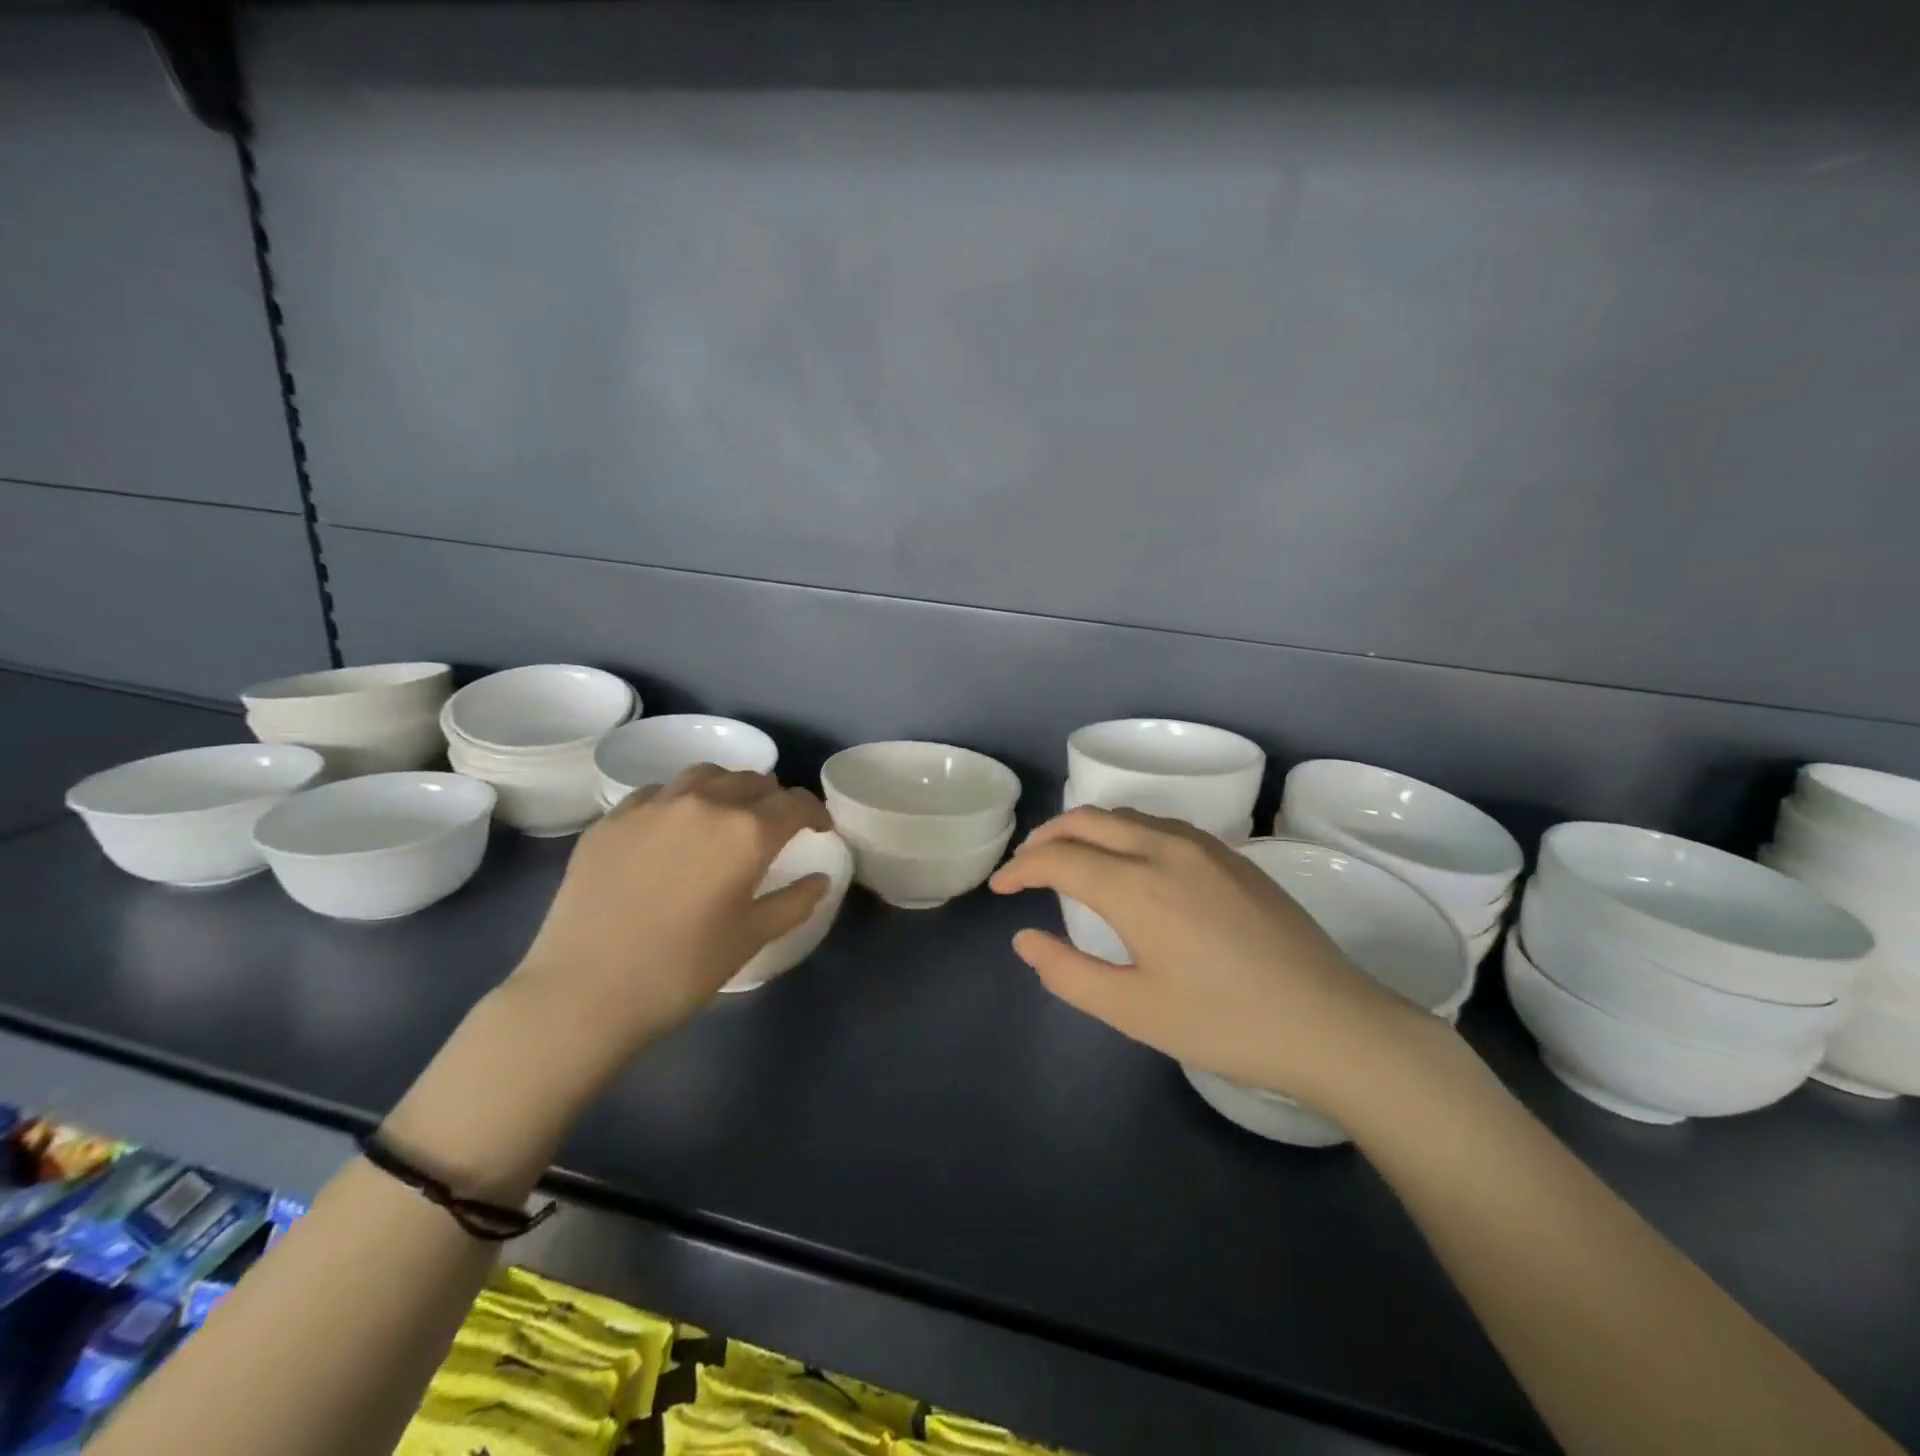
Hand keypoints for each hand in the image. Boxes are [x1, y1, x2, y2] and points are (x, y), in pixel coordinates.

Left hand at [509, 765, 832, 1064]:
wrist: (583, 993)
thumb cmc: (681, 970)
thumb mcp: (751, 938)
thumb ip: (794, 902)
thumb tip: (820, 879)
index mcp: (747, 832)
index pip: (795, 803)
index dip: (815, 813)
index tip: (819, 830)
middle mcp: (704, 803)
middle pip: (752, 781)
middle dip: (773, 800)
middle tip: (774, 827)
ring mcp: (653, 806)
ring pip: (705, 775)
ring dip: (727, 789)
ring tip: (726, 816)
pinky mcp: (612, 819)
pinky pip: (657, 793)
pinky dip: (679, 801)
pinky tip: (672, 831)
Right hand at [989, 808, 1442, 1108]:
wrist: (1332, 1023)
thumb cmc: (1225, 1024)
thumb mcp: (1134, 1011)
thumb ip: (1068, 973)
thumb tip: (1024, 939)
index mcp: (1136, 886)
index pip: (1059, 858)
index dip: (1021, 869)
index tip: (1001, 888)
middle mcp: (1165, 848)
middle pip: (1088, 820)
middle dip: (1047, 837)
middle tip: (1026, 866)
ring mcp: (1204, 846)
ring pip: (1126, 816)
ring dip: (1086, 829)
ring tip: (1069, 859)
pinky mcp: (1232, 855)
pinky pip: (1160, 825)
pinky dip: (1124, 832)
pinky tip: (1128, 862)